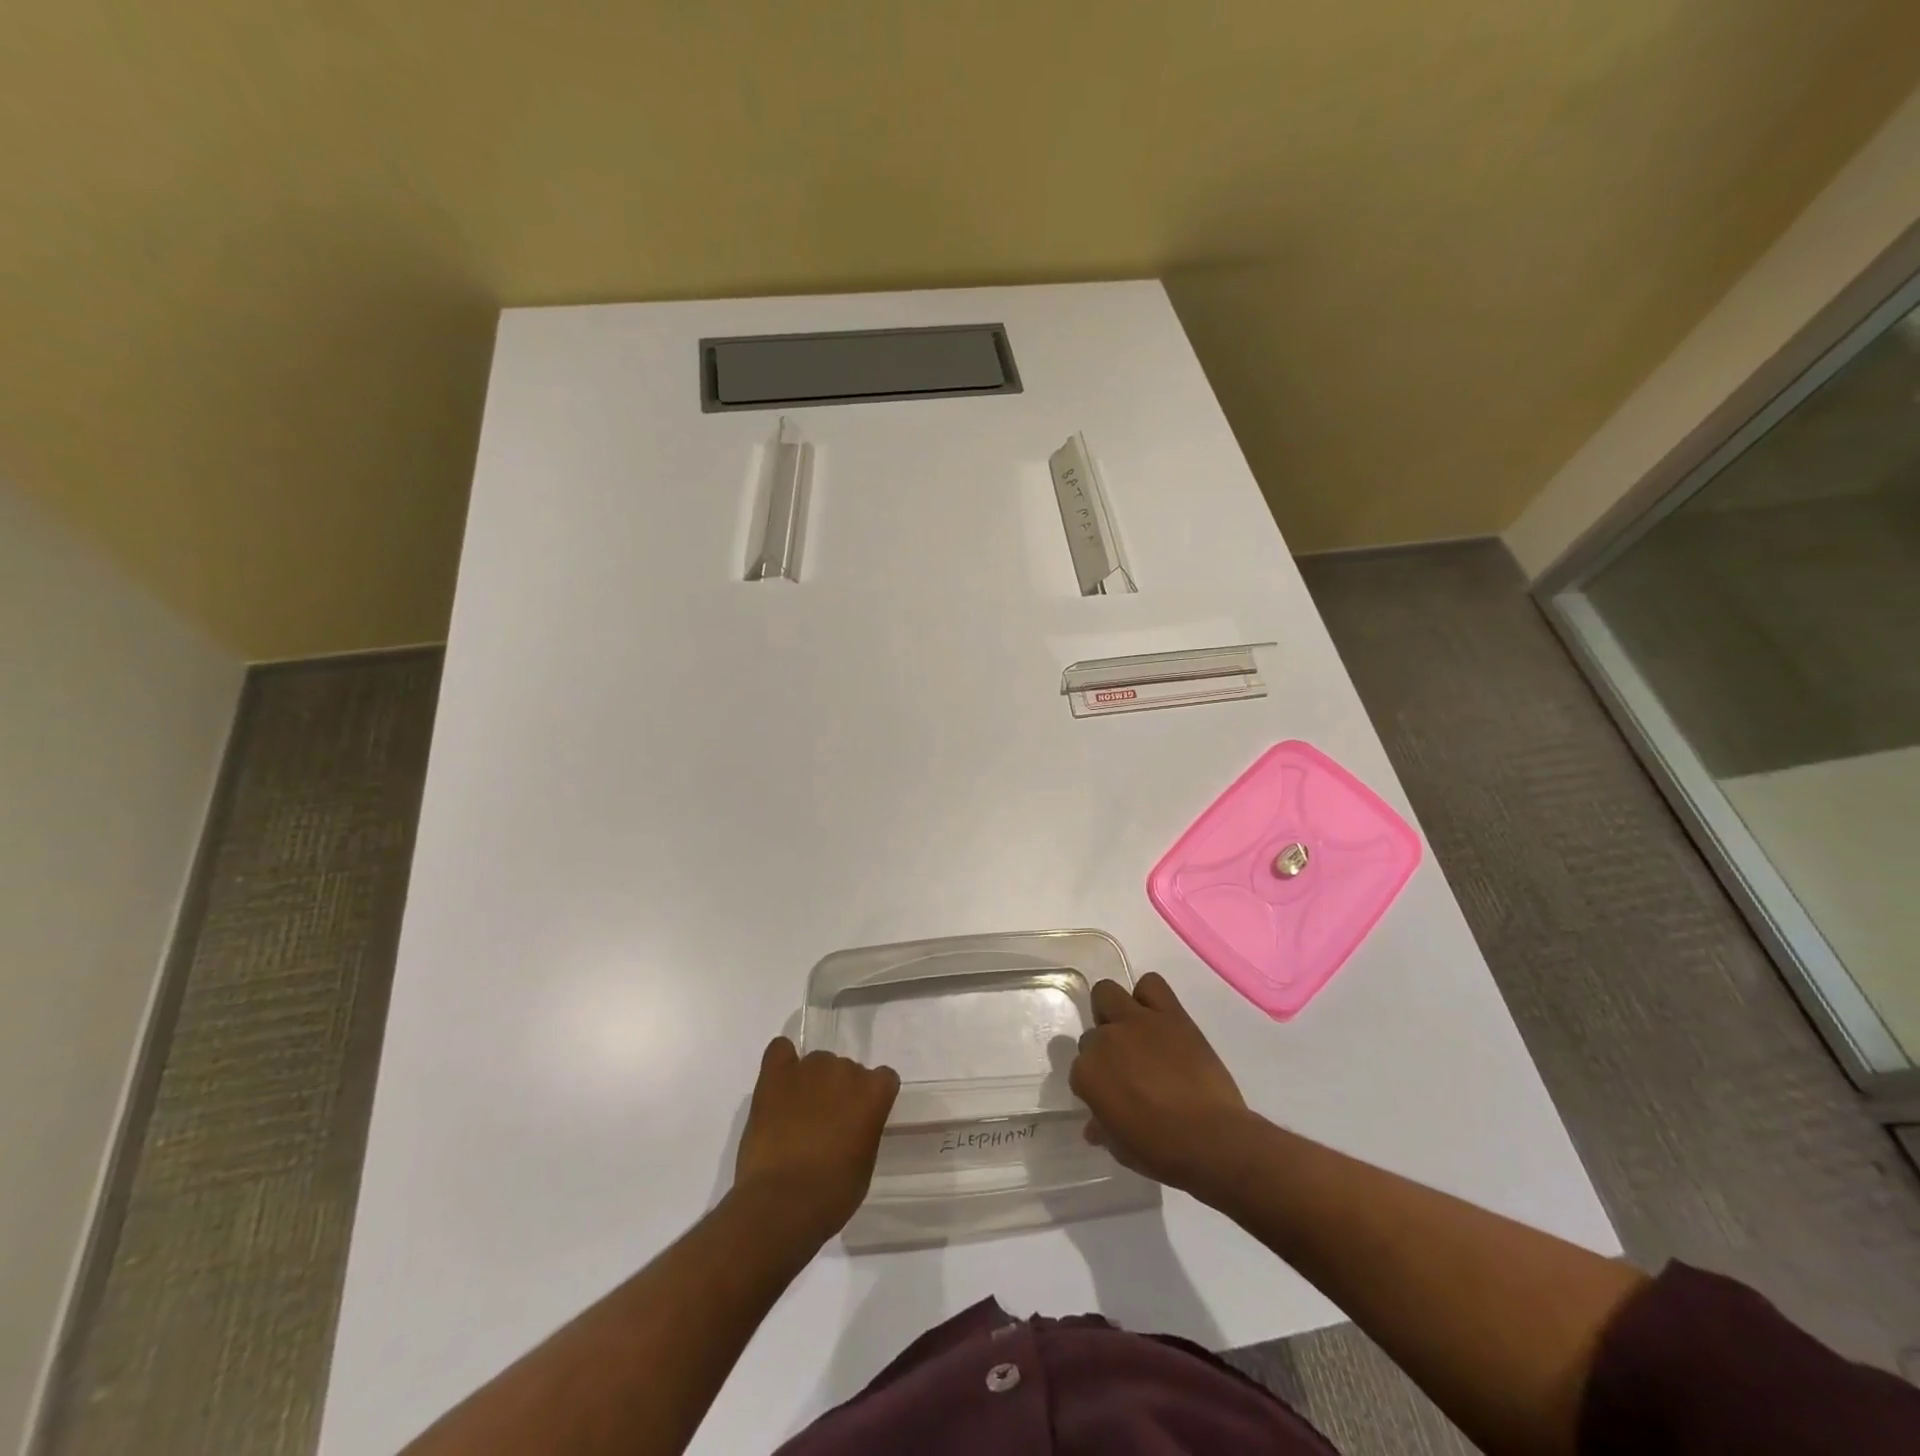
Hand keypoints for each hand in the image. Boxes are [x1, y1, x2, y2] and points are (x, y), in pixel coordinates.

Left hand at [732, 1038, 899, 1246]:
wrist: (782, 1203)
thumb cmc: (832, 1193)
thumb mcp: (865, 1162)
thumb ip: (864, 1129)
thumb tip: (851, 1124)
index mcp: (873, 1092)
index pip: (883, 1079)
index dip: (871, 1099)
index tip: (861, 1120)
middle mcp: (845, 1070)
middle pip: (847, 1070)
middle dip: (839, 1092)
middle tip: (825, 1124)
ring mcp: (808, 1068)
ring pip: (817, 1063)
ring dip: (812, 1082)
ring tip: (797, 1115)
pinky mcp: (775, 1075)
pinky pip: (780, 1050)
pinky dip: (782, 1062)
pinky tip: (780, 1083)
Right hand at [1070, 972, 1253, 1196]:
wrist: (1213, 1140)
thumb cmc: (1162, 1152)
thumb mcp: (1121, 1148)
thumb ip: (1103, 1128)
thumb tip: (1095, 1125)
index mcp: (1088, 1074)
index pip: (1079, 1069)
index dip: (1096, 1084)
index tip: (1110, 1096)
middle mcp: (1106, 1040)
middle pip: (1092, 1031)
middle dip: (1104, 1046)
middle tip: (1123, 1065)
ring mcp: (1137, 1021)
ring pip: (1108, 993)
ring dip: (1115, 1010)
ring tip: (1132, 1032)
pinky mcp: (1170, 1014)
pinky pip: (1151, 984)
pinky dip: (1149, 995)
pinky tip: (1157, 1017)